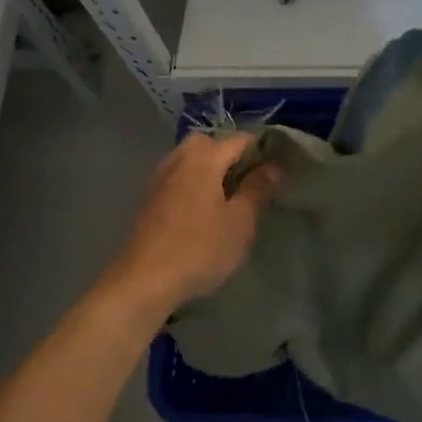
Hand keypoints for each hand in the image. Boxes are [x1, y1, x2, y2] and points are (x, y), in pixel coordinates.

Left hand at [103, 132, 280, 315]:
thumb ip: (257, 189)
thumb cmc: (199, 249)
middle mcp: (178, 159)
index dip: (262, 149)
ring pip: (189, 159)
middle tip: (249, 181)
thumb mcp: (240, 222)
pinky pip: (176, 177)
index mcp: (204, 158)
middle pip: (208, 143)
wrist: (142, 282)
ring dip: (209, 169)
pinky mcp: (147, 199)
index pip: (240, 139)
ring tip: (227, 197)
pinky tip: (201, 210)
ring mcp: (158, 178)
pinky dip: (192, 183)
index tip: (279, 168)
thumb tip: (274, 165)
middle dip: (230, 155)